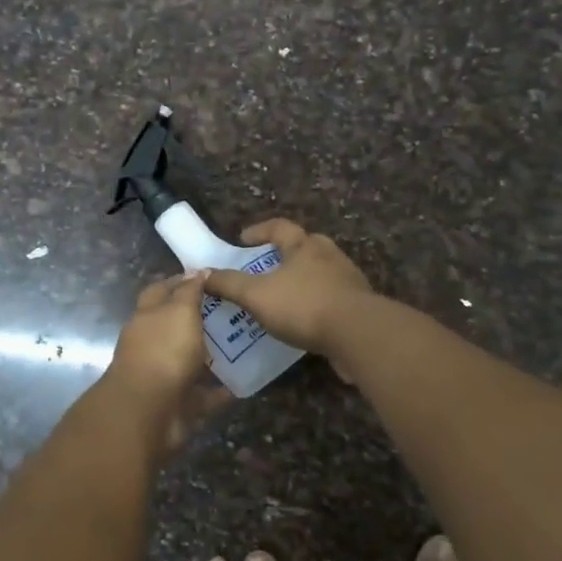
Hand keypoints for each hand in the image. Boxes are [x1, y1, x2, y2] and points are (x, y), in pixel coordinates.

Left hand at [102, 272, 230, 455]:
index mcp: (147, 316)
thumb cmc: (164, 351)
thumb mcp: (180, 311)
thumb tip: (197, 270)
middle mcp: (150, 343)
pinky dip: (217, 391)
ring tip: (241, 345)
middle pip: (174, 326)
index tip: (208, 277)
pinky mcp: (175, 404)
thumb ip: (189, 292)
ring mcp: (161, 375)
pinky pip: (200, 394)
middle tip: (232, 311)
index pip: (161, 290)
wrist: (148, 412)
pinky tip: (241, 384)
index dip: (181, 281)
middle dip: (198, 319)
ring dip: (209, 355)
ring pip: (188, 360)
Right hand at [203, 219, 371, 362]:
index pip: (279, 227)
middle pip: (305, 245)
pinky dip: (317, 303)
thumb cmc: (304, 305)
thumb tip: (202, 274)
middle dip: (285, 254)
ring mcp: (348, 279)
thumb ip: (229, 284)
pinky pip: (332, 297)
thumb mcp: (257, 295)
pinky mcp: (360, 305)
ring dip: (302, 280)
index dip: (259, 230)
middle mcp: (328, 255)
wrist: (358, 334)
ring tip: (284, 297)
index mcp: (304, 246)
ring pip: (321, 272)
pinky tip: (306, 321)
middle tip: (267, 267)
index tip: (243, 239)